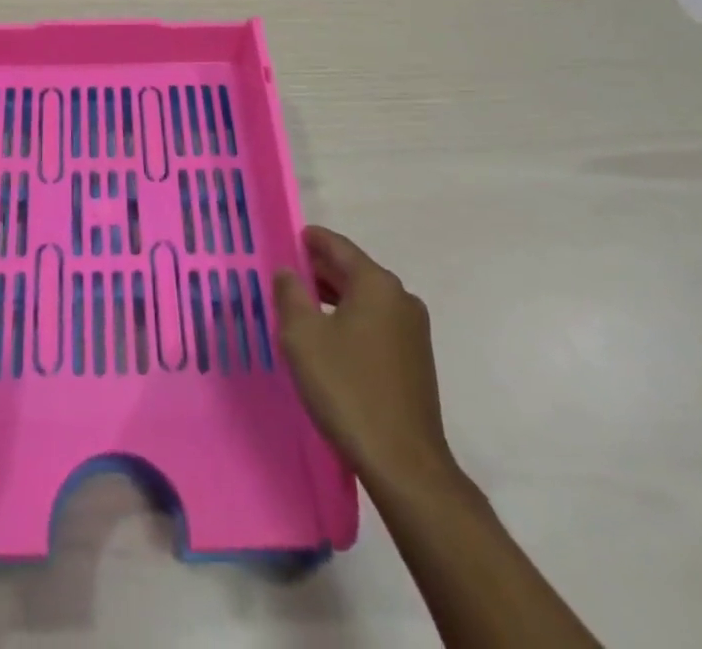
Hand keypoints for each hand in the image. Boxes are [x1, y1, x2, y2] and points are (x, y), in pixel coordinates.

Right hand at [274, 225, 458, 491]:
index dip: (311, 240)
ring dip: (334, 298)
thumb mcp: (303, 337)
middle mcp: (400, 298)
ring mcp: (413, 330)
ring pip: (365, 299)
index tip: (288, 238)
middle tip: (286, 276)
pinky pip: (376, 323)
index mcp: (376, 283)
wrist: (404, 464)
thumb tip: (288, 271)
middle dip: (319, 271)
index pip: (338, 246)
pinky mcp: (415, 360)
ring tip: (301, 308)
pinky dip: (351, 320)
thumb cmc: (348, 389)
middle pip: (353, 271)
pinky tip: (329, 340)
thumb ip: (290, 294)